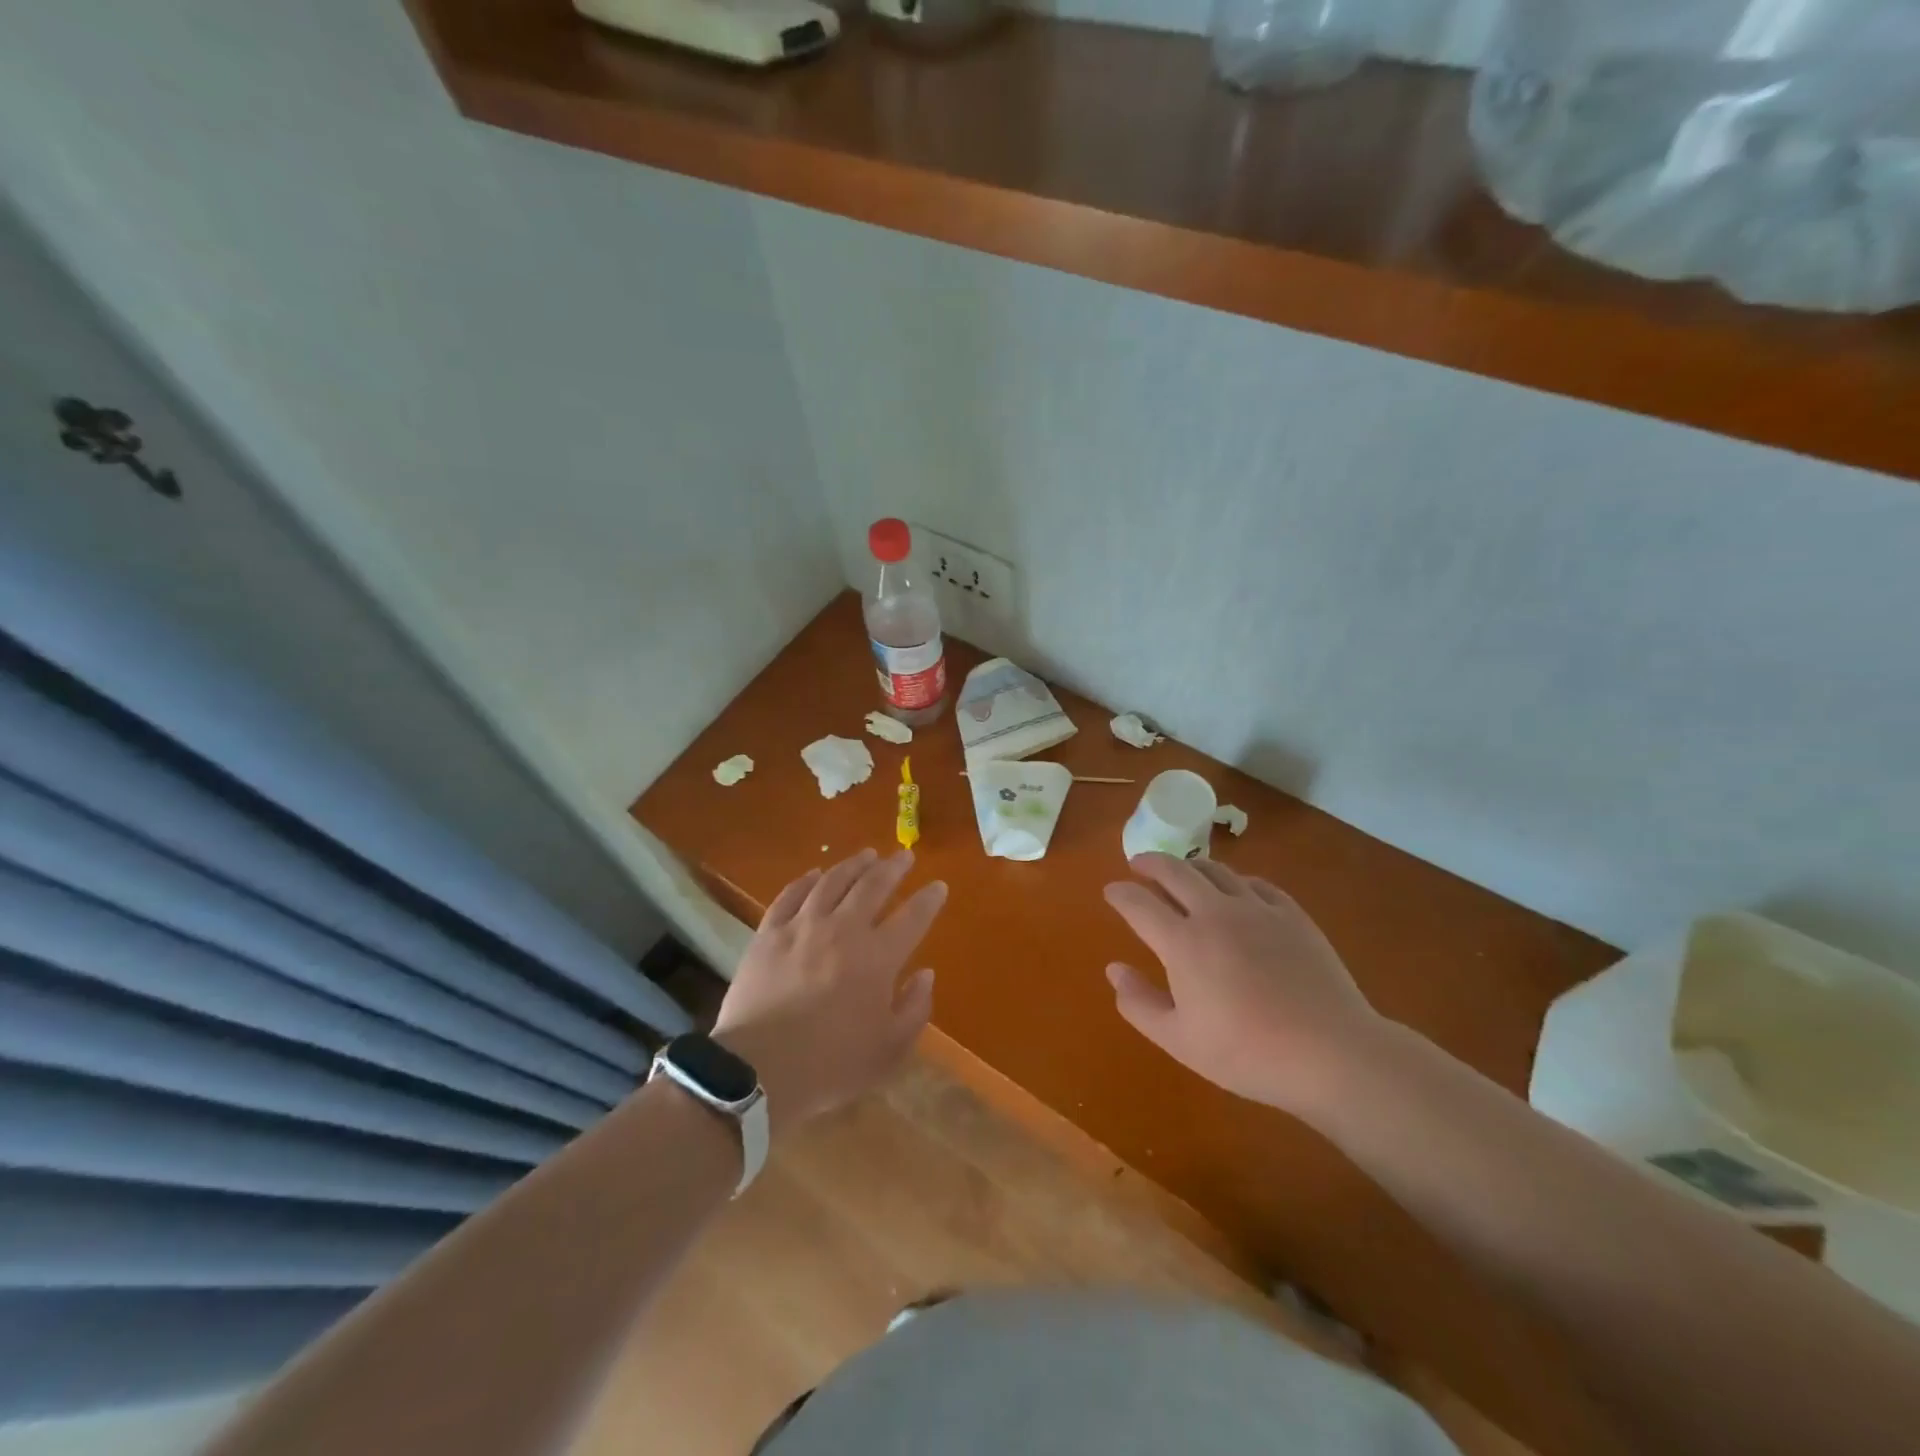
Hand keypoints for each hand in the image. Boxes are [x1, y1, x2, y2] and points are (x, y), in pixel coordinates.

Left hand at [713, 849, 946, 1133]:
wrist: (758, 1069)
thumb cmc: (831, 1065)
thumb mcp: (889, 1051)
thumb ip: (914, 1009)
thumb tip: (925, 974)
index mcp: (878, 958)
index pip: (913, 917)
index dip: (929, 899)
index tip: (938, 886)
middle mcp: (844, 930)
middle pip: (873, 886)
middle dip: (894, 868)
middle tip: (905, 855)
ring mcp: (803, 926)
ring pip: (833, 881)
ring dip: (854, 865)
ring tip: (867, 854)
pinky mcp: (769, 933)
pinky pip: (790, 895)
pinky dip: (806, 880)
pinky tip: (815, 873)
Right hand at [1103, 854, 1385, 1113]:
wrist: (1332, 1053)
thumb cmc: (1247, 1053)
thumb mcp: (1179, 1041)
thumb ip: (1139, 1003)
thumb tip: (1114, 969)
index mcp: (1183, 942)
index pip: (1139, 904)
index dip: (1120, 894)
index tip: (1111, 891)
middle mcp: (1215, 913)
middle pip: (1175, 871)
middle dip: (1150, 863)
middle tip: (1138, 864)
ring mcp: (1257, 909)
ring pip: (1216, 870)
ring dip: (1190, 866)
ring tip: (1183, 872)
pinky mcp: (1292, 914)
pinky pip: (1256, 883)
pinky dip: (1235, 880)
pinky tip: (1236, 890)